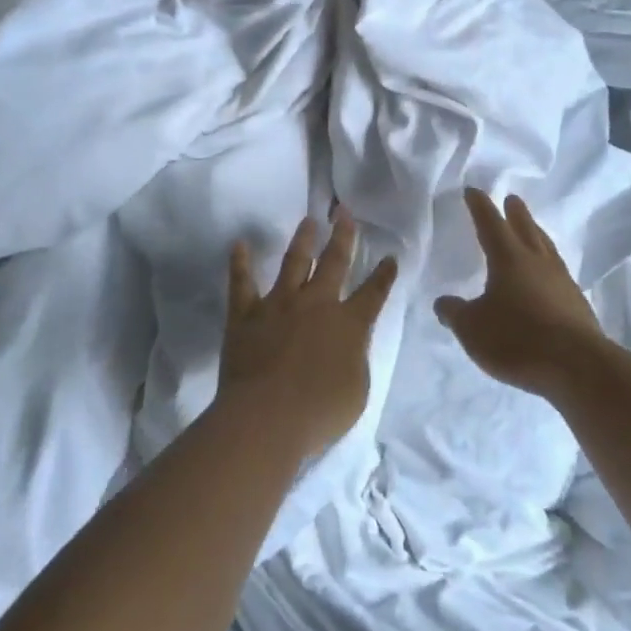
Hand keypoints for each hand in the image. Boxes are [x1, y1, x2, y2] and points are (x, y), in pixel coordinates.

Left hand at [216, 207, 398, 459]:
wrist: (267, 417)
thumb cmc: (320, 412)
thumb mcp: (357, 389)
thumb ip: (355, 358)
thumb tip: (349, 344)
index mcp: (349, 323)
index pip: (373, 293)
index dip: (384, 275)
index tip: (390, 257)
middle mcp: (317, 304)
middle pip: (334, 263)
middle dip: (343, 237)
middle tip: (345, 213)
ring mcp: (279, 305)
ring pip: (293, 263)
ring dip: (303, 240)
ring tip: (308, 221)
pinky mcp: (246, 314)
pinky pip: (242, 283)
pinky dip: (240, 263)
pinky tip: (239, 244)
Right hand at [434, 189, 605, 396]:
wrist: (576, 365)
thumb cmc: (517, 339)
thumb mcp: (472, 329)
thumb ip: (455, 313)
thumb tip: (443, 302)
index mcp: (509, 259)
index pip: (490, 224)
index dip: (480, 207)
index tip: (473, 191)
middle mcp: (538, 262)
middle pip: (526, 228)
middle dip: (516, 213)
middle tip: (512, 199)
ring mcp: (561, 281)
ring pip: (546, 248)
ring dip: (536, 234)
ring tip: (532, 229)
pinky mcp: (576, 303)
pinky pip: (558, 272)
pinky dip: (548, 265)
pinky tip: (547, 276)